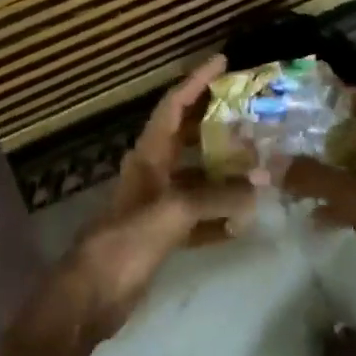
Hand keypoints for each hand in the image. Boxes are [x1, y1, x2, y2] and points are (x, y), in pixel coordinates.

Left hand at [56, 55, 256, 347]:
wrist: (93, 294)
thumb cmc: (127, 241)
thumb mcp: (173, 212)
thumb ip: (218, 196)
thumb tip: (263, 184)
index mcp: (148, 155)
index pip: (174, 106)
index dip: (196, 81)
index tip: (222, 61)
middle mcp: (153, 171)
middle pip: (188, 136)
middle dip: (217, 121)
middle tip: (253, 110)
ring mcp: (158, 203)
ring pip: (197, 176)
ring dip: (225, 171)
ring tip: (261, 162)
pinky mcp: (163, 233)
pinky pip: (198, 215)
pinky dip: (219, 215)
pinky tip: (245, 220)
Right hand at [282, 88, 355, 310]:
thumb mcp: (354, 198)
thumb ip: (313, 177)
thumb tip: (272, 163)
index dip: (353, 96)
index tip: (319, 103)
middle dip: (337, 136)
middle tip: (303, 139)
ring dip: (340, 169)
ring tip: (305, 177)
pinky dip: (350, 198)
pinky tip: (320, 216)